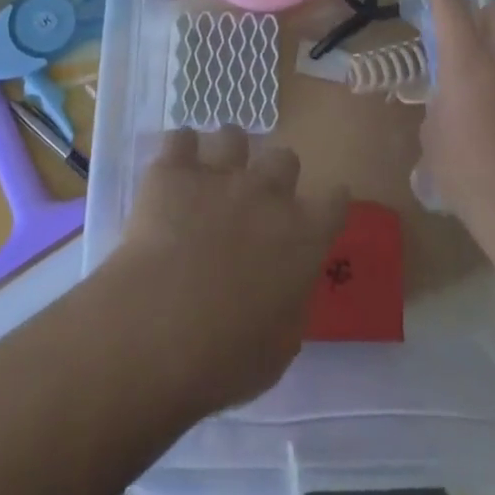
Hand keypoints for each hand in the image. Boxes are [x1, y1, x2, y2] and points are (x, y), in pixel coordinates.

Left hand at [103, 127, 348, 413]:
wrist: (159, 328)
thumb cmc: (224, 358)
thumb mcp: (277, 349)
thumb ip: (290, 305)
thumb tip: (287, 288)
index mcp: (303, 237)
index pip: (334, 202)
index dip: (330, 204)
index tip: (322, 212)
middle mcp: (267, 193)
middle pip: (284, 158)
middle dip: (273, 176)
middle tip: (256, 202)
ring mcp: (220, 174)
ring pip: (233, 136)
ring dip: (227, 156)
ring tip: (211, 178)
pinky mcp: (175, 169)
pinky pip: (180, 138)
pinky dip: (178, 152)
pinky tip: (172, 173)